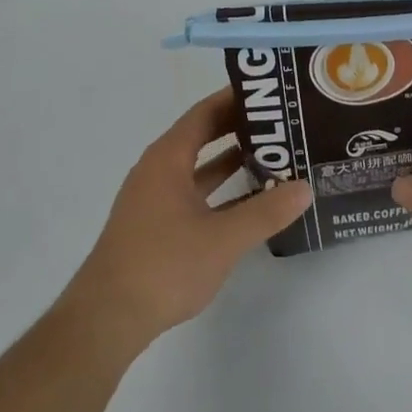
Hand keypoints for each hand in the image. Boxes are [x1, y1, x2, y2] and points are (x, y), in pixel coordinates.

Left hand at [62, 91, 312, 351]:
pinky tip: (246, 202)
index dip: (235, 99)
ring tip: (271, 156)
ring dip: (230, 160)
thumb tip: (305, 187)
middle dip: (238, 128)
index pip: (205, 112)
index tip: (269, 92)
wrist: (107, 318)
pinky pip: (193, 192)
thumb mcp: (222, 239)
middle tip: (279, 123)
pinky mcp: (154, 225)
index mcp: (168, 157)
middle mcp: (158, 169)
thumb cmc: (163, 265)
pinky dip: (218, 190)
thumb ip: (265, 212)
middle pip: (202, 135)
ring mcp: (154, 198)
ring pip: (198, 167)